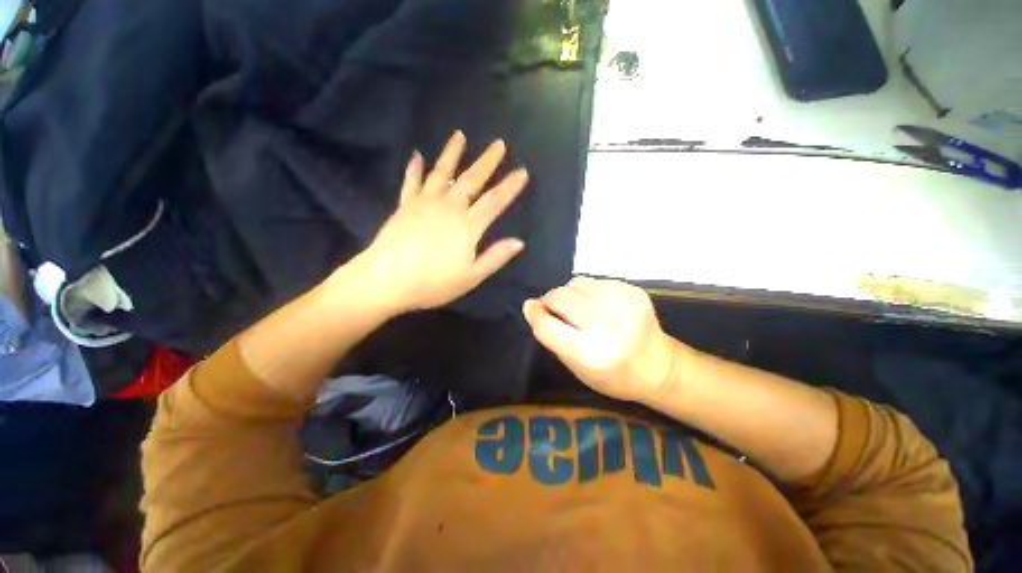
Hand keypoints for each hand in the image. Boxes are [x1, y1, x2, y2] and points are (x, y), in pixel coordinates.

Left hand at [353, 131, 528, 313]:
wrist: (386, 281)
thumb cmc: (433, 283)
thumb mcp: (471, 277)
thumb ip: (495, 257)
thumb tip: (518, 242)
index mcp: (467, 226)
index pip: (494, 201)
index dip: (510, 187)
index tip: (522, 171)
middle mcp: (448, 207)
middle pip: (471, 180)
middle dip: (487, 161)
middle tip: (498, 143)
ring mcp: (424, 203)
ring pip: (442, 172)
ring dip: (452, 153)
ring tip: (459, 136)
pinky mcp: (405, 205)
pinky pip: (412, 181)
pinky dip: (415, 168)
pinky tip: (417, 155)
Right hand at [523, 277, 681, 402]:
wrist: (659, 366)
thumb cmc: (613, 375)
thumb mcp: (577, 369)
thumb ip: (553, 338)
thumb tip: (532, 306)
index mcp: (589, 354)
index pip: (547, 325)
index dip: (534, 313)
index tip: (531, 307)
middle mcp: (605, 326)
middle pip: (560, 296)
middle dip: (551, 300)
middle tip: (555, 308)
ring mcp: (622, 304)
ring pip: (575, 283)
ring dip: (571, 294)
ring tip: (580, 307)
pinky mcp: (633, 290)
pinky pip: (595, 281)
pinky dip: (589, 291)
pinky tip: (598, 304)